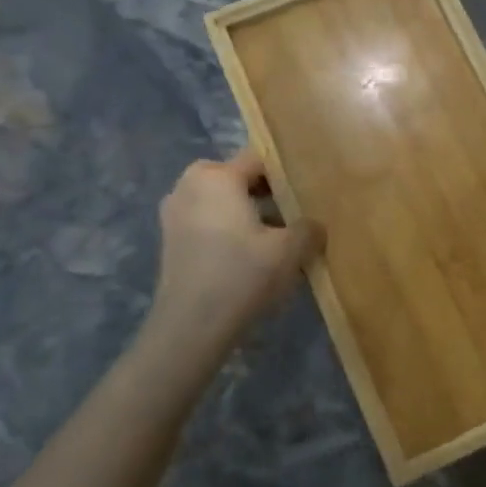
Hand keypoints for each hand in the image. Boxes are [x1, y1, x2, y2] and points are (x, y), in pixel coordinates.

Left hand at [149, 150, 322, 343]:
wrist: (191, 326)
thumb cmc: (242, 275)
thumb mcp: (290, 250)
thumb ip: (309, 229)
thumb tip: (314, 226)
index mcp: (217, 176)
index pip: (259, 160)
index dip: (286, 175)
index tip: (307, 194)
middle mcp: (189, 185)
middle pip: (238, 179)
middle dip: (266, 194)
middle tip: (294, 216)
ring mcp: (174, 212)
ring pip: (222, 202)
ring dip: (248, 215)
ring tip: (275, 240)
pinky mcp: (170, 240)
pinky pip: (208, 222)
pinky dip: (228, 231)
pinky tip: (250, 257)